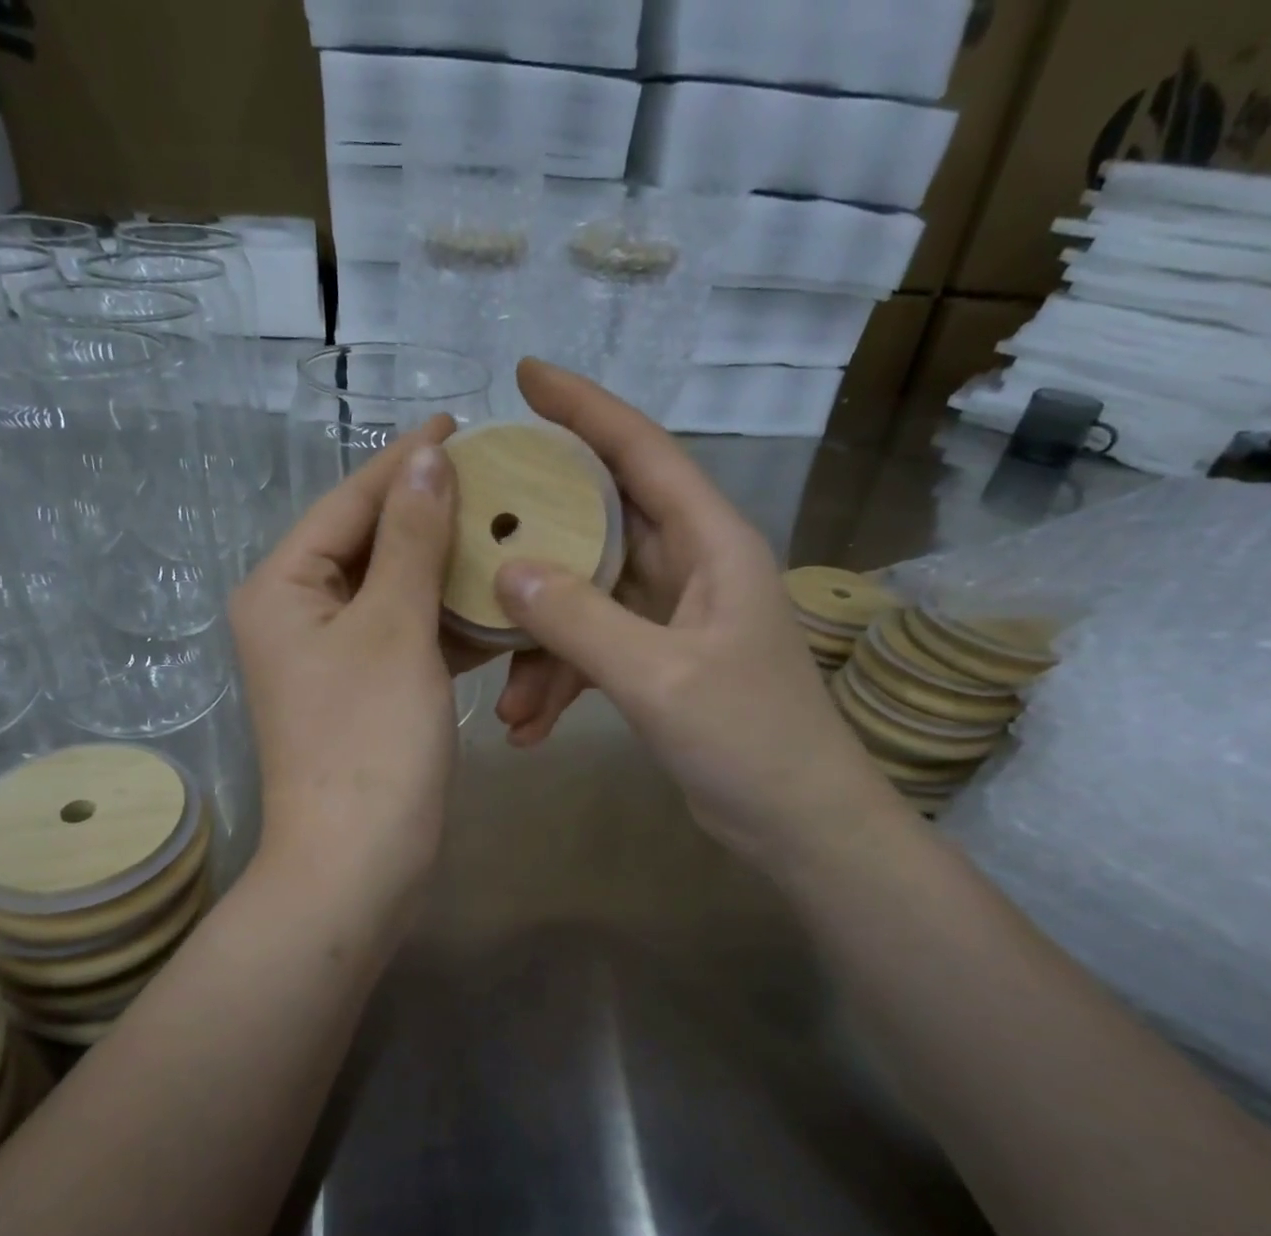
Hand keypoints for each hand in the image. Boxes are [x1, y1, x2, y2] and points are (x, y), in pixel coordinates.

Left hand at [230, 419, 462, 917]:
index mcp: (284, 587)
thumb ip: (412, 539)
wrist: (359, 864)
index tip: (460, 425)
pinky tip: (496, 602)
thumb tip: (427, 458)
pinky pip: (409, 636)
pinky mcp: (367, 693)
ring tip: (507, 529)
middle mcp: (298, 615)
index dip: (405, 462)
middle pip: (371, 544)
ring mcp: (334, 658)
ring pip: (396, 592)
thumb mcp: (394, 629)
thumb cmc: (370, 741)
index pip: (350, 502)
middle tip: (497, 478)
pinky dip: (448, 621)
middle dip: (432, 513)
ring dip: (447, 568)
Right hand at [492, 359, 908, 872]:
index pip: (642, 451)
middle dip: (538, 535)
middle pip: (603, 523)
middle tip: (472, 527)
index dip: (585, 408)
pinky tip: (529, 727)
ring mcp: (675, 617)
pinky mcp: (661, 663)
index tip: (526, 376)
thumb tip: (508, 571)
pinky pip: (596, 651)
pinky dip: (562, 683)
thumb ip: (581, 622)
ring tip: (504, 701)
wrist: (797, 824)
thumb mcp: (659, 678)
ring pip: (589, 600)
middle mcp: (693, 567)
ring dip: (543, 646)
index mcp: (712, 544)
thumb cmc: (749, 741)